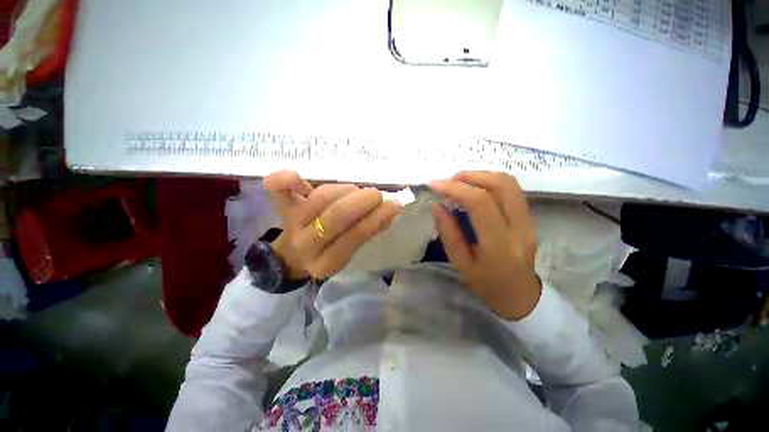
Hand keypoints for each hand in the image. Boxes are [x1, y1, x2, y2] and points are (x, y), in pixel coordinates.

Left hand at [263, 170, 401, 279]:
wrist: (292, 254)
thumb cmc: (328, 250)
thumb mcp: (348, 251)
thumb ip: (368, 232)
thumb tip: (390, 210)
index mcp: (326, 262)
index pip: (354, 238)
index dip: (375, 219)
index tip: (393, 204)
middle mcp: (307, 245)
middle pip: (335, 217)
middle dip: (361, 201)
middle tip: (376, 194)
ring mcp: (292, 225)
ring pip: (320, 199)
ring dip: (344, 191)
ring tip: (355, 190)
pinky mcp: (281, 208)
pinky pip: (279, 191)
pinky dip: (286, 179)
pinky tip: (295, 176)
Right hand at [430, 171, 540, 320]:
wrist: (520, 296)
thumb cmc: (486, 285)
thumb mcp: (460, 263)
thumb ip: (448, 233)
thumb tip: (437, 205)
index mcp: (500, 246)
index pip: (481, 204)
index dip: (456, 188)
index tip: (435, 185)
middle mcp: (520, 228)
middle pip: (501, 185)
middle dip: (471, 176)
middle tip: (448, 181)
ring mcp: (529, 221)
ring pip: (509, 183)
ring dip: (481, 176)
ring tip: (459, 182)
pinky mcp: (530, 217)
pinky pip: (511, 190)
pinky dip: (489, 182)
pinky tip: (473, 189)